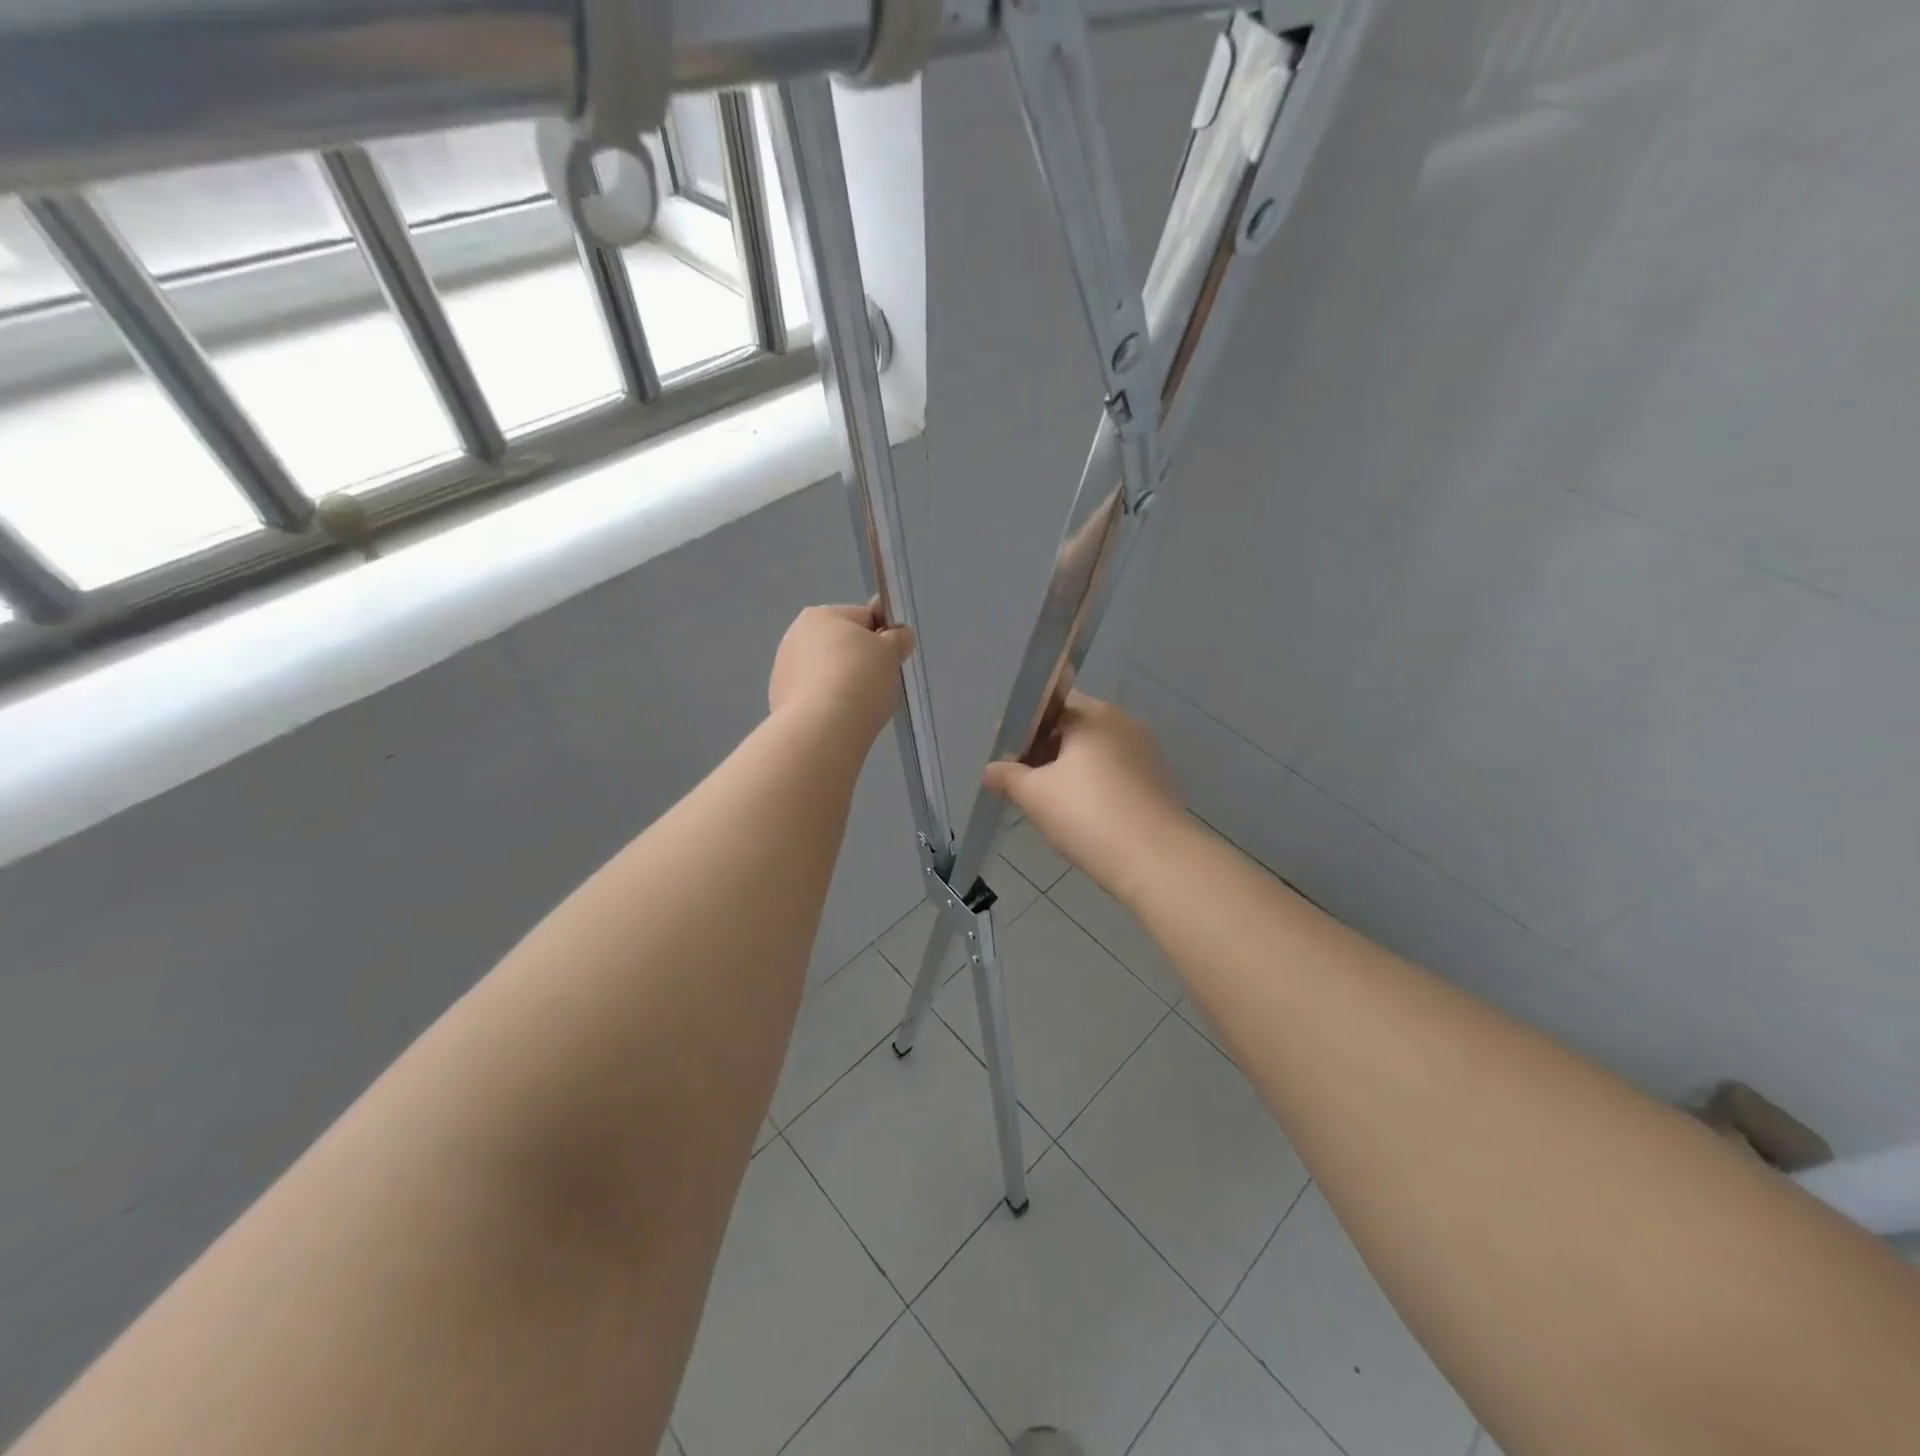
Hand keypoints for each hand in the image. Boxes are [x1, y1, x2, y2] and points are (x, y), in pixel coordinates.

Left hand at [768, 604, 915, 744]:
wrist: (822, 729)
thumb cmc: (860, 679)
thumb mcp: (891, 653)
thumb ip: (898, 639)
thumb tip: (899, 634)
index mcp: (821, 615)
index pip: (864, 617)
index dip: (884, 637)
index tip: (893, 660)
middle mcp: (795, 635)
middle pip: (842, 645)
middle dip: (862, 662)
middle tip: (880, 684)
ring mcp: (784, 669)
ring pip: (828, 672)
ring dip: (845, 684)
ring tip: (861, 706)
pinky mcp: (780, 700)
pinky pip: (816, 696)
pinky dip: (829, 704)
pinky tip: (841, 718)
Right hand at [983, 691, 1186, 902]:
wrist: (1155, 859)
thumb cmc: (1087, 815)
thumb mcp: (1034, 795)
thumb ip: (1008, 776)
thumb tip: (990, 769)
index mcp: (1093, 715)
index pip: (1051, 705)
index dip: (1024, 727)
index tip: (1006, 753)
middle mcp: (1124, 723)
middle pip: (1075, 726)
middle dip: (1046, 748)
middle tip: (1023, 780)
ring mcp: (1147, 751)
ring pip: (1097, 751)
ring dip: (1071, 768)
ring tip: (1050, 800)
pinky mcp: (1158, 780)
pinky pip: (1117, 772)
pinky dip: (1096, 784)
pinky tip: (1083, 813)